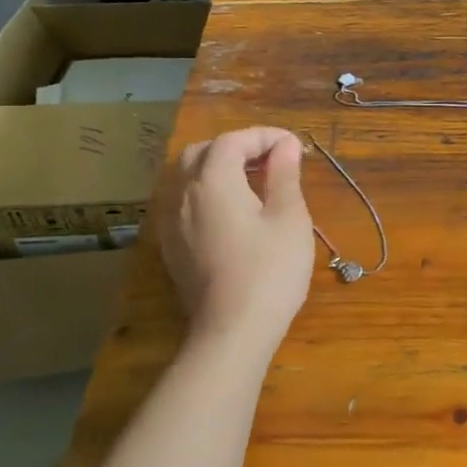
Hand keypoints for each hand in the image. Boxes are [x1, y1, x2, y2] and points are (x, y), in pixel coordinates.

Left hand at [154, 127, 314, 354]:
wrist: (232, 331)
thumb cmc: (270, 269)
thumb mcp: (289, 217)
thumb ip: (284, 175)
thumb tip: (284, 146)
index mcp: (212, 181)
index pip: (232, 141)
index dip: (264, 136)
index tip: (294, 147)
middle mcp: (183, 195)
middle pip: (201, 153)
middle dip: (236, 147)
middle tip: (271, 161)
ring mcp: (172, 223)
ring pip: (188, 178)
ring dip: (219, 169)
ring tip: (254, 184)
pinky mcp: (173, 248)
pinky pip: (184, 204)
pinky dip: (208, 194)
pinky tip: (233, 214)